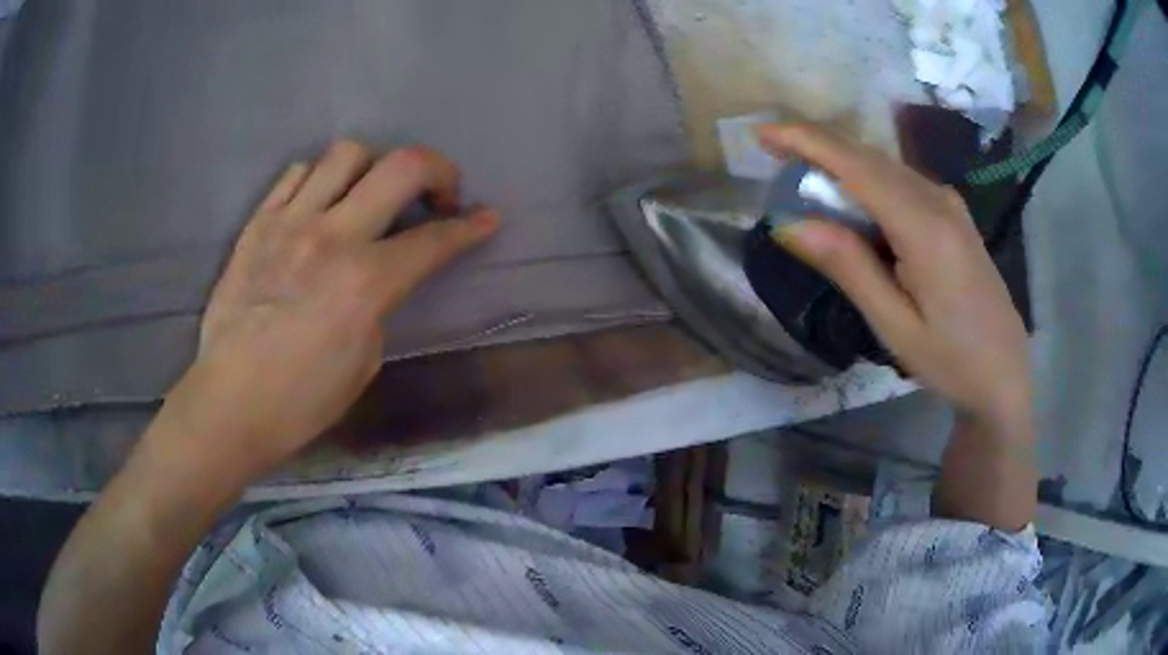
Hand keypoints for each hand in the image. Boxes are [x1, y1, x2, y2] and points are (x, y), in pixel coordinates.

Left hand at [157, 142, 499, 479]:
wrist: (230, 403)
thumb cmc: (302, 401)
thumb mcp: (364, 361)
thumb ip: (380, 305)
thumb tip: (380, 276)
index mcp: (366, 283)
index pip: (435, 240)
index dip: (471, 227)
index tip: (488, 217)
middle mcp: (332, 237)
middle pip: (402, 166)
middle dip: (437, 170)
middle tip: (437, 193)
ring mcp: (290, 223)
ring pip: (346, 154)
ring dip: (373, 168)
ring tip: (369, 195)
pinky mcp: (257, 224)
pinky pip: (296, 174)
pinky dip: (318, 179)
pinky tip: (319, 205)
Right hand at [756, 124, 1031, 437]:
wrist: (1005, 372)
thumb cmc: (951, 360)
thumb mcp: (895, 325)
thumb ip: (849, 267)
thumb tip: (791, 224)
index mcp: (924, 227)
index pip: (856, 166)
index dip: (807, 141)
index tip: (763, 132)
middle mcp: (938, 201)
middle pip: (869, 157)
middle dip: (818, 145)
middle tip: (773, 150)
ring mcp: (950, 204)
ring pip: (885, 166)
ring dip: (841, 162)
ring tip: (803, 174)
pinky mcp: (953, 214)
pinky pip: (902, 181)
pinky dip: (867, 180)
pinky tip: (852, 198)